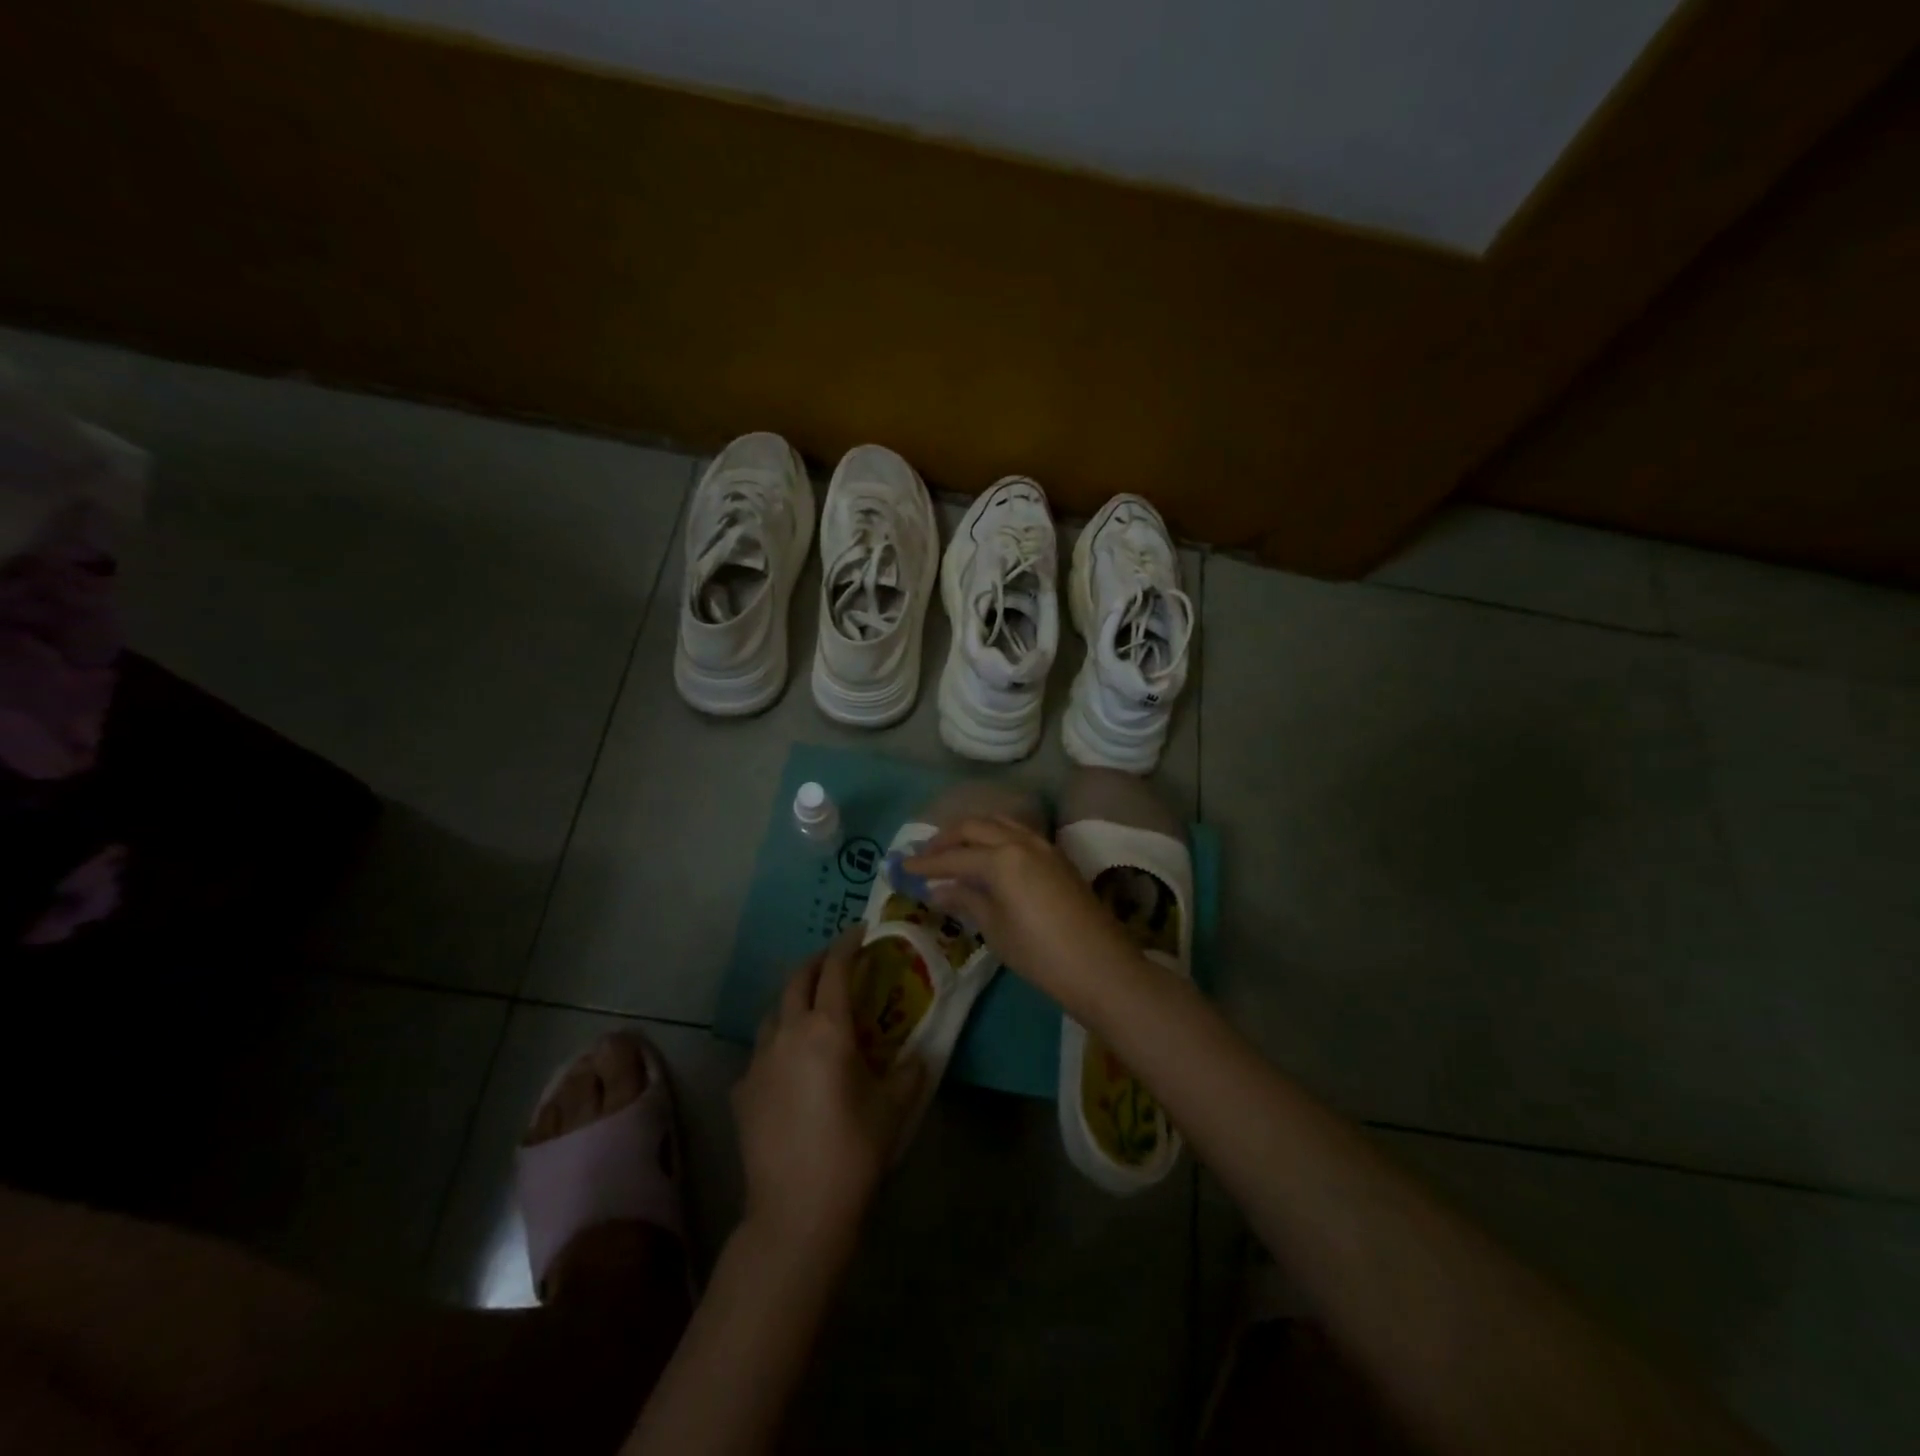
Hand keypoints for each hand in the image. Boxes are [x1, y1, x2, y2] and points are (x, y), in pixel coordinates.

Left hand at [733, 928, 924, 1257]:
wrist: (796, 1211)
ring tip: (813, 1011)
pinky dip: (779, 1044)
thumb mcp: (893, 1108)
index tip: (862, 933)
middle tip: (838, 963)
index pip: (835, 969)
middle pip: (796, 980)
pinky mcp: (741, 1091)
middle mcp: (787, 1033)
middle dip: (817, 963)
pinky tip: (791, 1068)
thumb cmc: (853, 1151)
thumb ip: (909, 1072)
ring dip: (794, 1001)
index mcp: (827, 1029)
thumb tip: (918, 1056)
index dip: (849, 945)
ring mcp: (758, 1061)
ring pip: (774, 1013)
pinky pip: (761, 1052)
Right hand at [905, 816, 1137, 1001]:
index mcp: (1001, 858)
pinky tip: (987, 856)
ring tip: (953, 850)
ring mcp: (1043, 846)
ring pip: (999, 823)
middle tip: (925, 856)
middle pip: (975, 827)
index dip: (926, 864)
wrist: (1100, 966)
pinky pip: (1018, 833)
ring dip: (972, 832)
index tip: (902, 867)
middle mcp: (1021, 842)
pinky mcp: (1057, 857)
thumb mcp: (995, 929)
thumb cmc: (1039, 953)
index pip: (954, 857)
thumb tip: (939, 889)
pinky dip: (995, 837)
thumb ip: (966, 900)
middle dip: (946, 839)